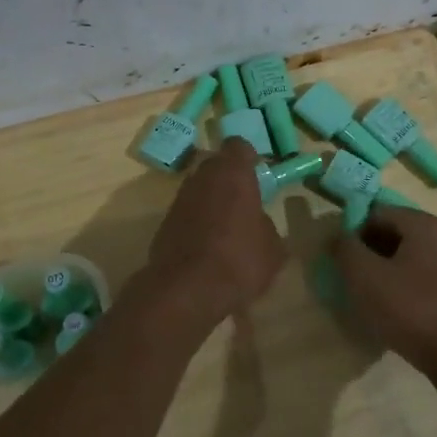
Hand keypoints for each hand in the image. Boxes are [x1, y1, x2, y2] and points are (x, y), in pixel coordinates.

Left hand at [144, 138, 285, 327]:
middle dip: (229, 178)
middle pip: (216, 165)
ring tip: (226, 228)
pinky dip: (196, 221)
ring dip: (211, 200)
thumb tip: (259, 223)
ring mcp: (180, 198)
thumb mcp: (273, 249)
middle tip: (244, 202)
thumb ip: (266, 226)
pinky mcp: (164, 221)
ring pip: (199, 188)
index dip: (249, 158)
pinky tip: (208, 246)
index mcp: (233, 173)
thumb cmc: (239, 260)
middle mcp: (203, 177)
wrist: (186, 290)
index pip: (239, 146)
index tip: (258, 176)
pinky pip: (187, 212)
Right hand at [331, 206, 436, 383]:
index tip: (341, 261)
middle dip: (370, 252)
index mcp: (425, 224)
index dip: (353, 232)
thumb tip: (338, 236)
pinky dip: (406, 286)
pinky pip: (425, 276)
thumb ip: (345, 249)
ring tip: (372, 299)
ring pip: (410, 256)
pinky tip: (397, 311)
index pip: (377, 212)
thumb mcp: (365, 277)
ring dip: (387, 270)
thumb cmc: (412, 311)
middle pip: (396, 232)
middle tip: (353, 281)